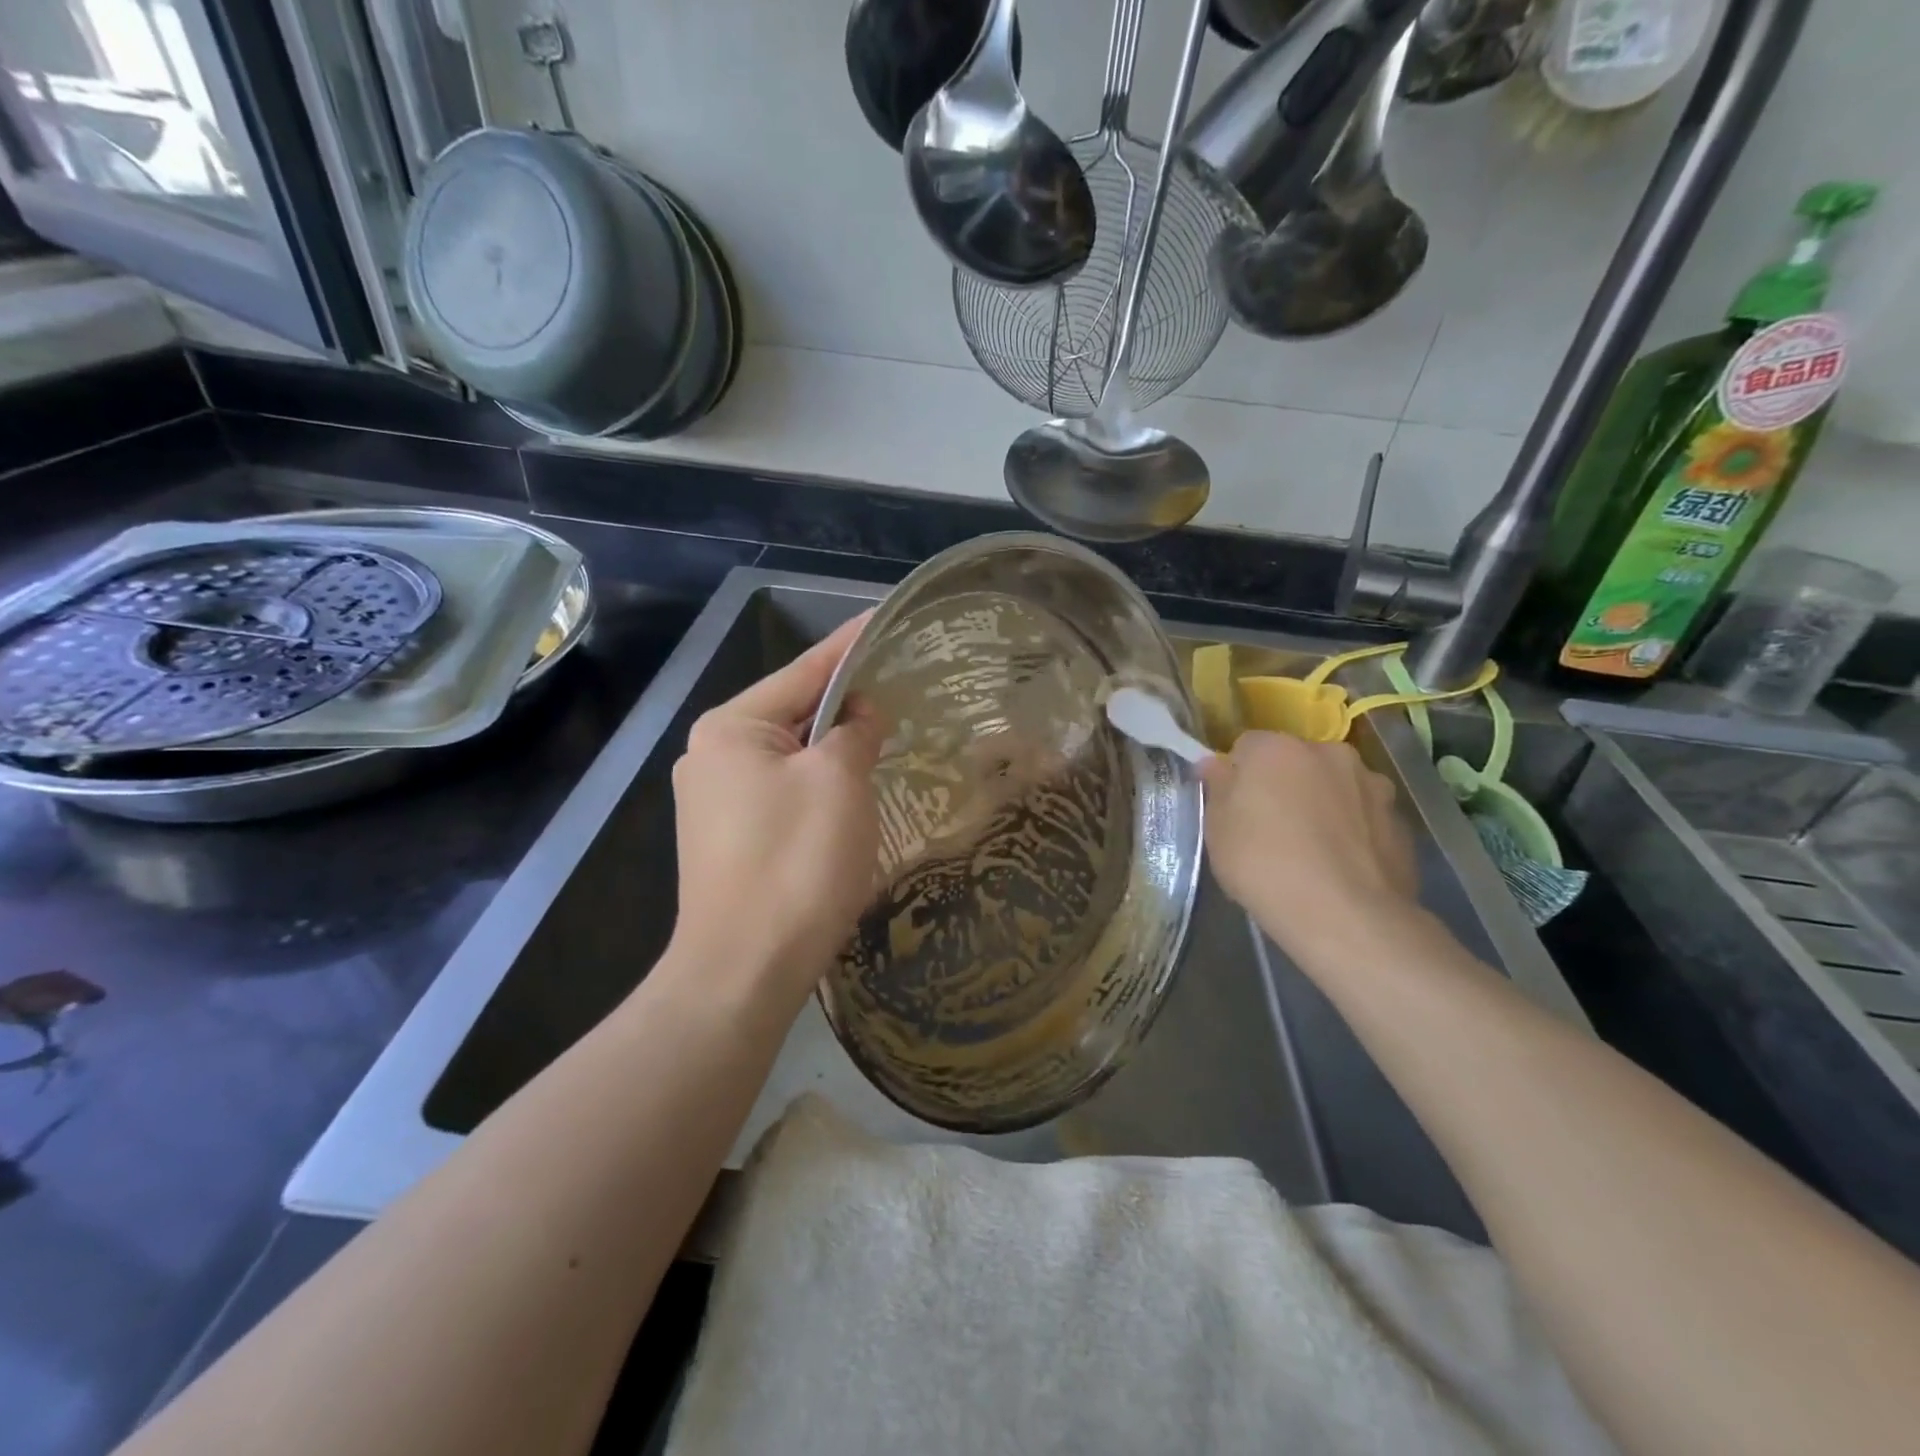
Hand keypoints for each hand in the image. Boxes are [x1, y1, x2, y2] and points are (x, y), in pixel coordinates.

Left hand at [668, 614, 881, 1011]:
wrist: (744, 971)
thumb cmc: (796, 862)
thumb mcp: (839, 781)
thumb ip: (853, 732)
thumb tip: (858, 713)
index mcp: (732, 728)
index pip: (803, 671)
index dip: (849, 646)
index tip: (882, 619)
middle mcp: (711, 756)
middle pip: (793, 713)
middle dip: (844, 704)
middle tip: (897, 687)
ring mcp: (713, 801)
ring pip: (789, 757)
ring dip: (833, 750)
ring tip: (881, 737)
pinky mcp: (726, 839)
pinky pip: (782, 792)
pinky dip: (818, 785)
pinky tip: (848, 794)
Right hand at [1199, 731, 1418, 964]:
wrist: (1347, 917)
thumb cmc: (1265, 866)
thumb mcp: (1217, 830)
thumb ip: (1217, 788)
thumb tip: (1216, 765)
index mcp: (1277, 749)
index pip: (1247, 747)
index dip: (1237, 776)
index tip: (1233, 808)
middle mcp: (1329, 753)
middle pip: (1296, 762)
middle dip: (1284, 784)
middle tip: (1271, 828)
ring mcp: (1372, 785)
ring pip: (1335, 786)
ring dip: (1323, 803)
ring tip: (1313, 851)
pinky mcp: (1400, 820)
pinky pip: (1364, 817)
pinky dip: (1352, 831)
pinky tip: (1341, 867)